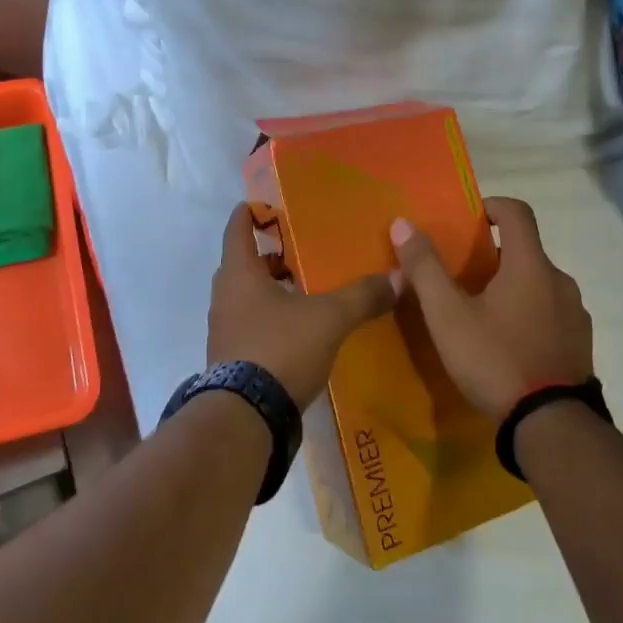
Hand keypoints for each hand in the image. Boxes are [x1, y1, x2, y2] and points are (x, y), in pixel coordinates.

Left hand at [207, 203, 396, 407]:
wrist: (246, 418)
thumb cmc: (281, 349)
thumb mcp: (330, 318)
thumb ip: (362, 296)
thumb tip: (399, 277)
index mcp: (240, 274)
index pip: (237, 229)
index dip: (250, 214)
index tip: (265, 204)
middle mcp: (225, 297)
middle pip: (243, 264)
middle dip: (269, 256)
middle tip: (299, 250)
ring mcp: (224, 331)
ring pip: (246, 297)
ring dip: (270, 290)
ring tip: (304, 289)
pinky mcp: (231, 360)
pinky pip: (250, 325)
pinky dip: (270, 319)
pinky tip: (298, 329)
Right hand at [390, 197, 593, 420]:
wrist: (552, 427)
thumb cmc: (496, 360)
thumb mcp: (448, 316)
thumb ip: (425, 267)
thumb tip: (403, 223)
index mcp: (531, 265)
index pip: (517, 212)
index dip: (490, 207)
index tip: (467, 221)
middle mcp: (560, 281)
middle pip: (525, 250)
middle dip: (493, 256)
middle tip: (461, 277)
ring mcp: (576, 314)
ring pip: (539, 284)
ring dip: (512, 287)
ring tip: (481, 314)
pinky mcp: (581, 344)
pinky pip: (551, 313)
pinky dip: (529, 314)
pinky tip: (507, 344)